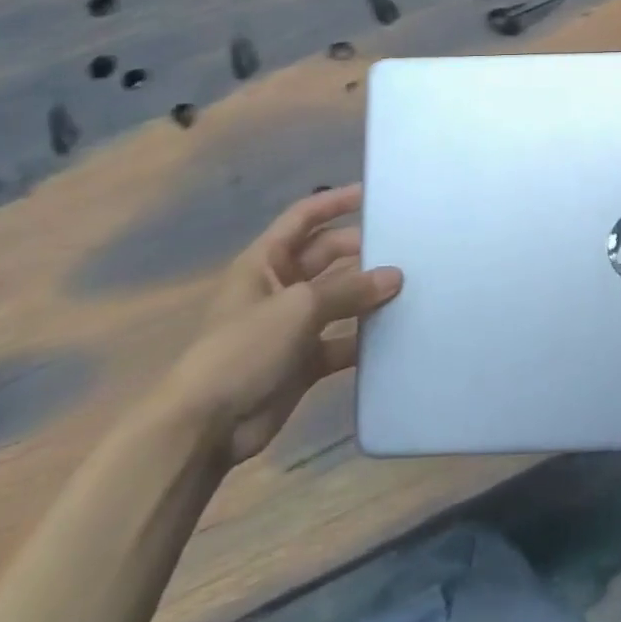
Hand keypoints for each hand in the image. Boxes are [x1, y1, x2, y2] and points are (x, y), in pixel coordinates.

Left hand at [156, 186, 402, 466]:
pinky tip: (398, 335)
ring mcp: (293, 326)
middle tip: (409, 248)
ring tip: (414, 287)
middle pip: (329, 257)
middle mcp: (280, 288)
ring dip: (370, 296)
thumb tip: (395, 275)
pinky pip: (343, 340)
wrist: (206, 426)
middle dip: (364, 251)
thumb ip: (350, 289)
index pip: (303, 218)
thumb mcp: (298, 308)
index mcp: (265, 263)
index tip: (375, 195)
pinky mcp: (304, 360)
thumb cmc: (243, 350)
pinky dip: (366, 339)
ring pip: (340, 300)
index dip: (336, 202)